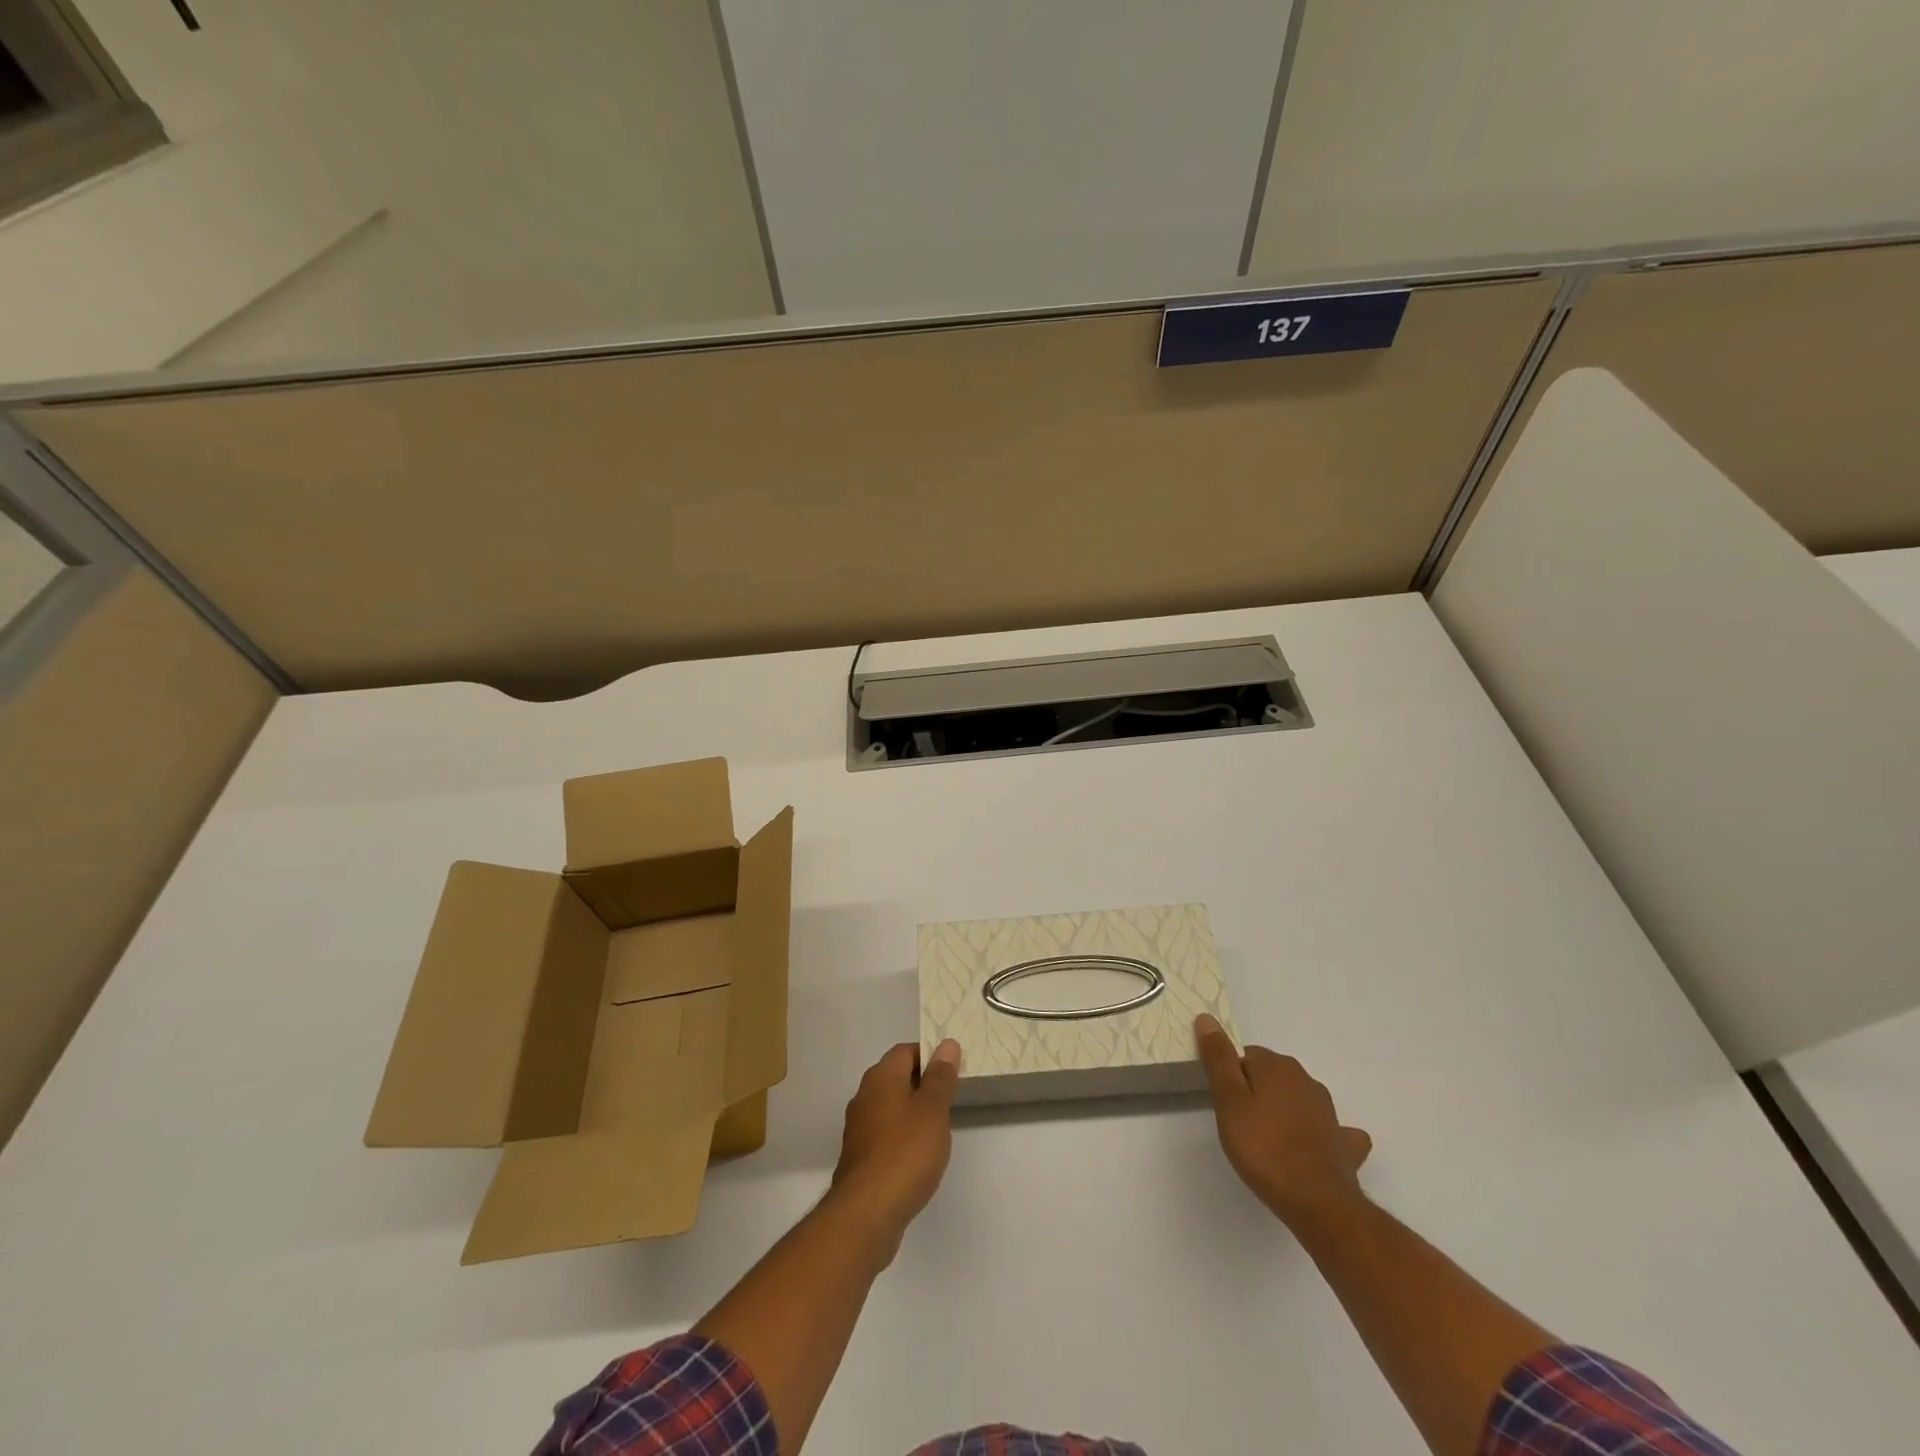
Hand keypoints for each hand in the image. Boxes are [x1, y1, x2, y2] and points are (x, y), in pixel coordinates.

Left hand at [825, 1040, 960, 1264]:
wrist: (866, 1214)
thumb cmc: (905, 1153)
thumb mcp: (932, 1111)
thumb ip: (940, 1077)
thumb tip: (946, 1044)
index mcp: (880, 1078)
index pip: (905, 1051)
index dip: (930, 1054)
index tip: (954, 1068)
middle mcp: (865, 1097)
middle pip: (897, 1077)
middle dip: (923, 1082)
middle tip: (952, 1095)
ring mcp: (859, 1129)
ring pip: (891, 1106)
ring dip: (914, 1110)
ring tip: (940, 1125)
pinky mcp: (860, 1157)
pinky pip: (886, 1133)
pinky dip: (903, 1136)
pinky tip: (920, 1154)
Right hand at [1195, 1014, 1372, 1228]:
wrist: (1318, 1202)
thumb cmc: (1264, 1148)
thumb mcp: (1229, 1101)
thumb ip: (1218, 1059)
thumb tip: (1207, 1018)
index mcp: (1276, 1066)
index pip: (1246, 1056)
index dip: (1232, 1077)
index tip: (1225, 1103)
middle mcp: (1306, 1080)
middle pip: (1272, 1075)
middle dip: (1257, 1091)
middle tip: (1241, 1123)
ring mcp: (1329, 1112)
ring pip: (1299, 1099)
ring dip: (1285, 1110)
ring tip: (1270, 1139)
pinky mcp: (1343, 1143)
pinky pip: (1329, 1129)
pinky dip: (1320, 1133)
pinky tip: (1313, 1148)